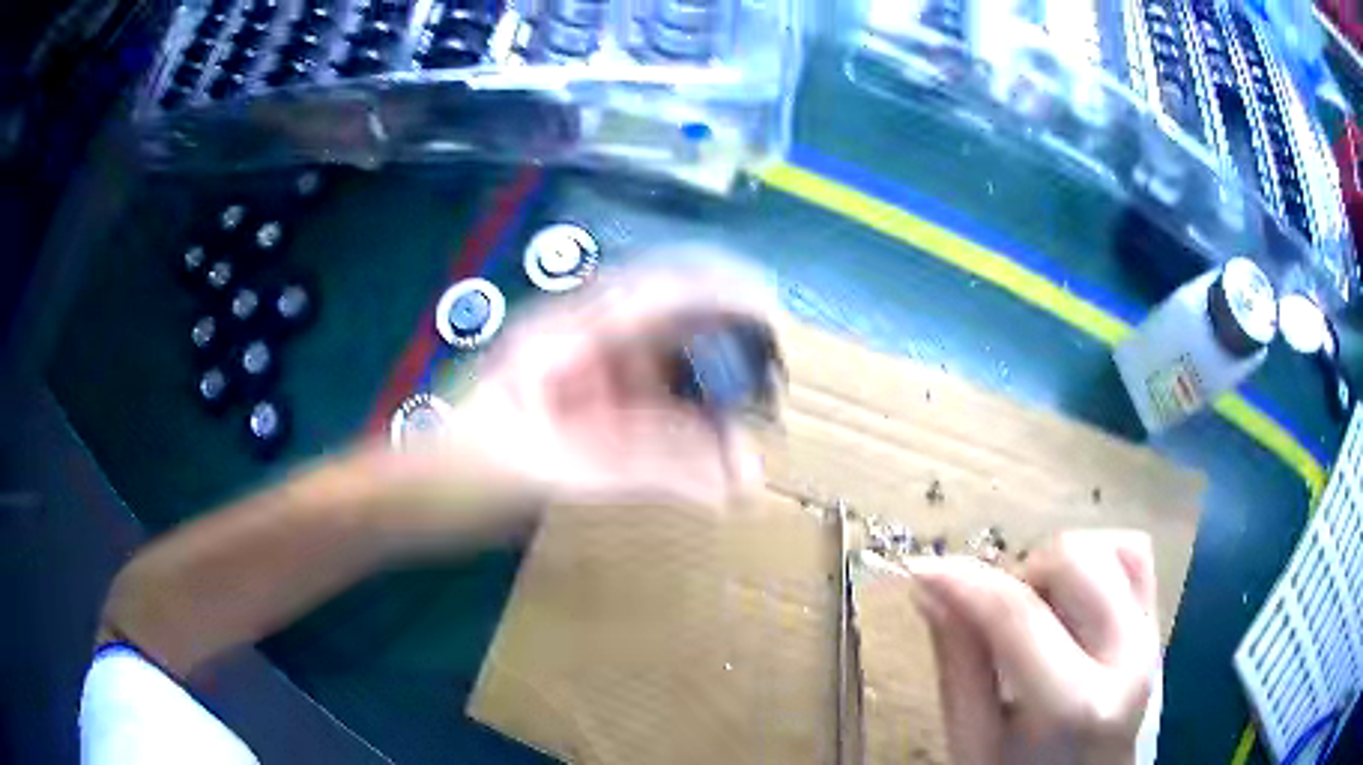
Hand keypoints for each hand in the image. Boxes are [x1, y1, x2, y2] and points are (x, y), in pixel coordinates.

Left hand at [402, 261, 772, 510]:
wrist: (412, 500)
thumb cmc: (464, 472)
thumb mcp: (555, 471)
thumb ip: (647, 468)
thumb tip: (738, 477)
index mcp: (566, 335)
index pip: (656, 292)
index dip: (717, 290)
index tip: (772, 308)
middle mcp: (580, 346)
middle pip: (668, 329)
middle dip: (725, 347)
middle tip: (777, 378)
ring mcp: (581, 382)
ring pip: (662, 375)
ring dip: (708, 397)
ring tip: (756, 422)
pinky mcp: (583, 417)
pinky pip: (647, 415)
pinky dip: (682, 434)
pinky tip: (710, 458)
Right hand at [907, 531, 1159, 764]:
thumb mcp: (975, 742)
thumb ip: (959, 666)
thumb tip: (930, 590)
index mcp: (1076, 704)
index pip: (1019, 616)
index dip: (966, 583)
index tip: (923, 570)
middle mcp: (1128, 656)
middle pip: (1075, 559)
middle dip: (1022, 576)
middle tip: (996, 619)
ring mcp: (1151, 634)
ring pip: (1107, 546)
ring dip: (1058, 569)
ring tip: (1038, 616)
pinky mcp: (1157, 622)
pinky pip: (1135, 554)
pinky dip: (1097, 558)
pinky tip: (1072, 599)